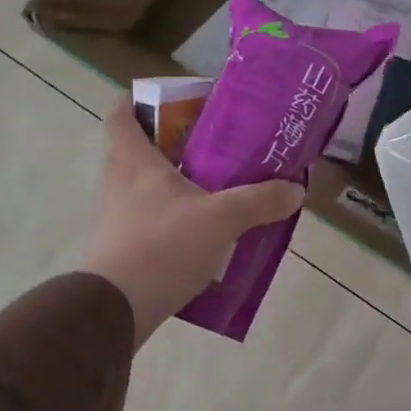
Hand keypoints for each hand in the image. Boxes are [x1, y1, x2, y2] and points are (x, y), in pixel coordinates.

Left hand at [83, 102, 304, 346]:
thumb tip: (295, 190)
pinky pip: (149, 224)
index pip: (122, 114)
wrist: (116, 309)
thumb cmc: (163, 246)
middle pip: (138, 151)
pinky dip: (173, 223)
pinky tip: (204, 238)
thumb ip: (260, 201)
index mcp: (134, 161)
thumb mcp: (222, 219)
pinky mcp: (121, 250)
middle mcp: (118, 184)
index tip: (169, 102)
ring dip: (174, 188)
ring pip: (145, 190)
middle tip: (210, 149)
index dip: (139, 101)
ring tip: (215, 194)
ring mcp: (116, 219)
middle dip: (171, 146)